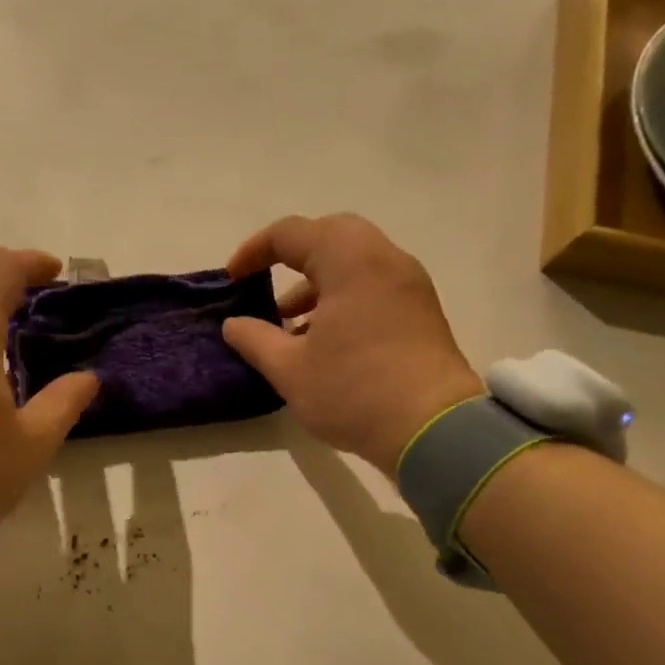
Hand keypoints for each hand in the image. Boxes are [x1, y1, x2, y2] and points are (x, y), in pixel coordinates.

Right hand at [222, 214, 483, 476]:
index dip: (254, 251)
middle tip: (266, 284)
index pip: (291, 233)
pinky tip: (324, 339)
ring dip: (318, 282)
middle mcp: (384, 259)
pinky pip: (374, 285)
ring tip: (289, 323)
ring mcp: (409, 284)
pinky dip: (343, 296)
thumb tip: (234, 324)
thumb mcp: (289, 370)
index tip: (232, 279)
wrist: (433, 430)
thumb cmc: (353, 392)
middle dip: (292, 256)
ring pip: (355, 262)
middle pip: (331, 236)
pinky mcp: (421, 311)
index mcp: (349, 261)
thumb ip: (255, 339)